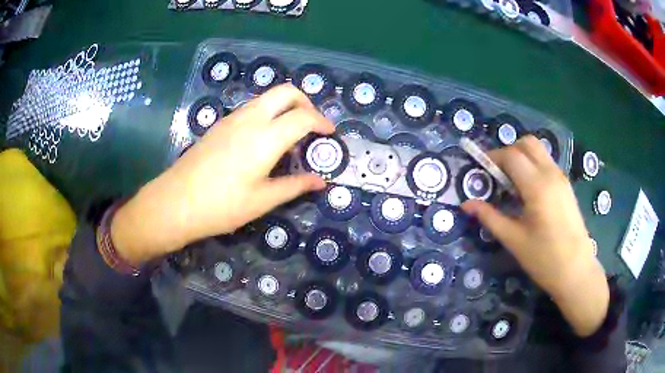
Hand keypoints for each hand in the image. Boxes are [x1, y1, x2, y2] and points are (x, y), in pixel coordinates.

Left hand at [110, 84, 334, 265]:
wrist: (176, 202)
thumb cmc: (221, 206)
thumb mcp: (262, 200)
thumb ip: (295, 186)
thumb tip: (321, 182)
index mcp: (266, 137)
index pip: (303, 117)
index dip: (321, 122)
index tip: (330, 134)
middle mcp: (251, 119)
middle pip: (286, 92)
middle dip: (306, 102)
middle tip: (313, 124)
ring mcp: (233, 118)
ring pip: (267, 97)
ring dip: (286, 106)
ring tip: (292, 132)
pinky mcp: (221, 124)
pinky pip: (252, 107)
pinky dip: (268, 113)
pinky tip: (265, 138)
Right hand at [461, 136, 608, 336]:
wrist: (576, 271)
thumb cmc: (544, 259)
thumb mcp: (514, 239)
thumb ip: (490, 217)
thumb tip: (466, 204)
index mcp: (537, 186)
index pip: (512, 156)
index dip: (493, 158)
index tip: (481, 170)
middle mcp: (551, 174)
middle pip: (527, 143)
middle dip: (509, 151)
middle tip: (497, 174)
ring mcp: (561, 178)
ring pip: (539, 151)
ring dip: (522, 157)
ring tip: (512, 183)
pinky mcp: (566, 186)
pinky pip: (547, 163)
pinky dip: (533, 166)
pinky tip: (528, 192)